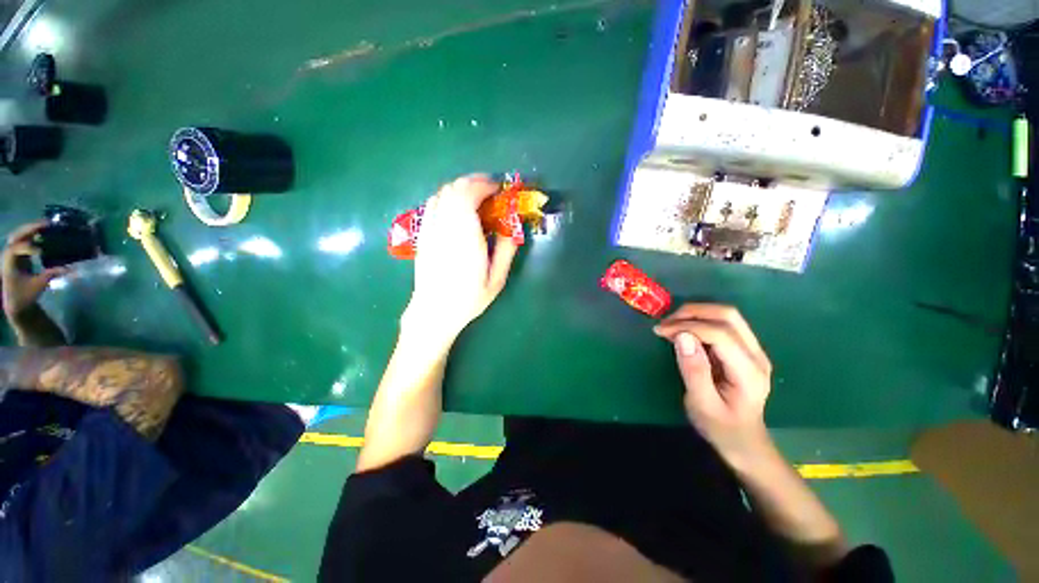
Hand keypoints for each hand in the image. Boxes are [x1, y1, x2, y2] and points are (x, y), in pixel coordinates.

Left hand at [1, 222, 65, 321]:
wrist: (15, 302)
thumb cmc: (25, 295)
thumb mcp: (38, 286)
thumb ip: (51, 275)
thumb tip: (69, 268)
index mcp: (10, 262)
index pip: (16, 249)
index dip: (28, 248)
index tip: (41, 251)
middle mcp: (9, 254)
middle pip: (17, 236)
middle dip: (30, 229)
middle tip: (47, 224)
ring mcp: (14, 253)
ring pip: (20, 234)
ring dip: (32, 229)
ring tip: (47, 225)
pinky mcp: (20, 254)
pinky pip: (25, 239)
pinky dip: (34, 234)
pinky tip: (44, 233)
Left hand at [401, 175, 518, 347]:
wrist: (434, 311)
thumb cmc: (468, 298)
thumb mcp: (496, 279)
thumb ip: (506, 250)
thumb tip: (512, 228)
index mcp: (465, 237)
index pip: (468, 195)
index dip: (485, 186)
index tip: (499, 190)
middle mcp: (444, 227)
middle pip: (454, 188)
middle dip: (474, 182)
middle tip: (491, 191)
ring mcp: (430, 229)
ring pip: (441, 193)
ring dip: (460, 189)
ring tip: (476, 198)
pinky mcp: (423, 234)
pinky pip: (432, 204)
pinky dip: (447, 198)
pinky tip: (457, 209)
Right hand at [654, 304, 772, 462]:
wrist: (744, 441)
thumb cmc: (720, 427)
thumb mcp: (702, 404)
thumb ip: (694, 370)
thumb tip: (682, 336)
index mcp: (749, 372)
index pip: (720, 334)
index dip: (688, 327)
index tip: (661, 331)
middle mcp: (757, 355)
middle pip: (728, 316)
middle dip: (692, 313)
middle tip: (665, 323)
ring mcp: (754, 350)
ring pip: (727, 315)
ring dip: (696, 313)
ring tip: (671, 324)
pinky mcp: (745, 349)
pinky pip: (724, 323)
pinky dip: (700, 320)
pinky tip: (684, 330)